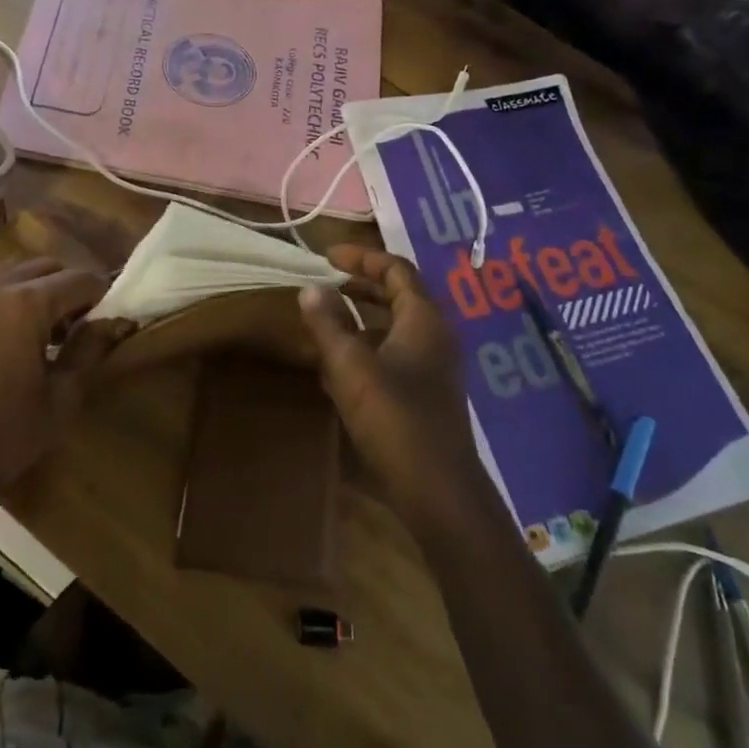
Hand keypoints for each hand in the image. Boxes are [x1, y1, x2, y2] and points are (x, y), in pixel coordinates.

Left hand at [0, 257, 133, 512]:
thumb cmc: (4, 434)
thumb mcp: (61, 396)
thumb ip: (91, 349)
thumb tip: (117, 321)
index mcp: (25, 304)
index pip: (80, 280)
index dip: (102, 296)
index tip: (109, 320)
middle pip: (46, 266)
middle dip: (68, 288)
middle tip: (77, 327)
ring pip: (14, 270)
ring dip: (36, 288)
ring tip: (42, 330)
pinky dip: (7, 297)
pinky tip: (8, 338)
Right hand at [298, 245, 492, 534]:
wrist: (438, 491)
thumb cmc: (395, 419)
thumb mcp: (350, 367)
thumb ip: (328, 324)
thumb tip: (310, 288)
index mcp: (423, 319)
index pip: (396, 269)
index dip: (362, 258)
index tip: (326, 256)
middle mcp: (435, 335)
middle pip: (399, 294)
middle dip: (362, 285)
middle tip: (327, 282)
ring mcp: (434, 366)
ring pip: (396, 325)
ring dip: (363, 316)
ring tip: (327, 318)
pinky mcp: (427, 393)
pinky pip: (395, 352)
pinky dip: (368, 345)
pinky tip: (340, 364)